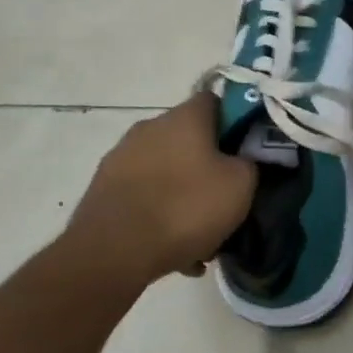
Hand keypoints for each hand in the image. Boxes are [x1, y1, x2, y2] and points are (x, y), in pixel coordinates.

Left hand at [63, 93, 255, 290]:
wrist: (112, 252)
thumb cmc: (185, 208)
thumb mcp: (240, 186)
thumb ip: (250, 164)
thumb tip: (243, 160)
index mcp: (184, 116)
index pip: (216, 101)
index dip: (235, 122)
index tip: (246, 150)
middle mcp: (150, 126)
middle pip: (189, 138)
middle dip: (207, 164)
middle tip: (224, 197)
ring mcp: (121, 157)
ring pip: (165, 171)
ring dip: (182, 194)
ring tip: (199, 236)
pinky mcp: (102, 189)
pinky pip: (143, 196)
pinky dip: (158, 216)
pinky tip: (173, 252)